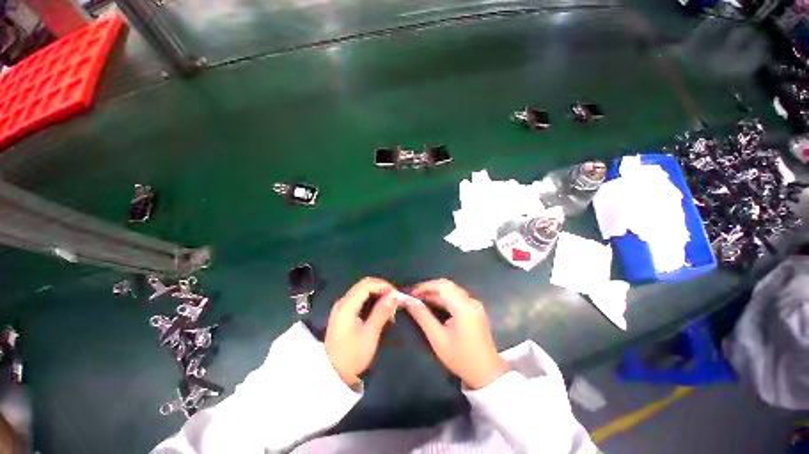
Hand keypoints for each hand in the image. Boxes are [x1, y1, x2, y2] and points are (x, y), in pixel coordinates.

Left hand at [325, 277, 398, 386]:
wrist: (332, 373)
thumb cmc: (352, 355)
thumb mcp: (370, 334)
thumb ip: (381, 312)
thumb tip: (394, 296)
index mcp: (347, 306)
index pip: (366, 285)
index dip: (382, 285)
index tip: (395, 293)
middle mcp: (342, 302)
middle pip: (363, 284)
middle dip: (380, 286)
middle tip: (394, 296)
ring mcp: (341, 306)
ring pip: (361, 290)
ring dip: (376, 291)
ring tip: (389, 301)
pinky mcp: (342, 312)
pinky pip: (358, 297)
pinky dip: (370, 297)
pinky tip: (378, 306)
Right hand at [405, 279, 508, 389]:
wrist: (487, 373)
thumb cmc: (461, 358)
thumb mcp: (438, 338)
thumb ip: (423, 317)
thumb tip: (408, 301)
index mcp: (463, 307)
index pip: (443, 286)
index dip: (425, 286)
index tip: (412, 293)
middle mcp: (470, 301)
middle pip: (448, 285)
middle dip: (429, 288)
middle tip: (414, 296)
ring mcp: (474, 304)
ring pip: (452, 290)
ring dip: (436, 292)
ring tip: (420, 299)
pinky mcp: (474, 309)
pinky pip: (456, 297)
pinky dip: (443, 297)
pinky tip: (433, 304)